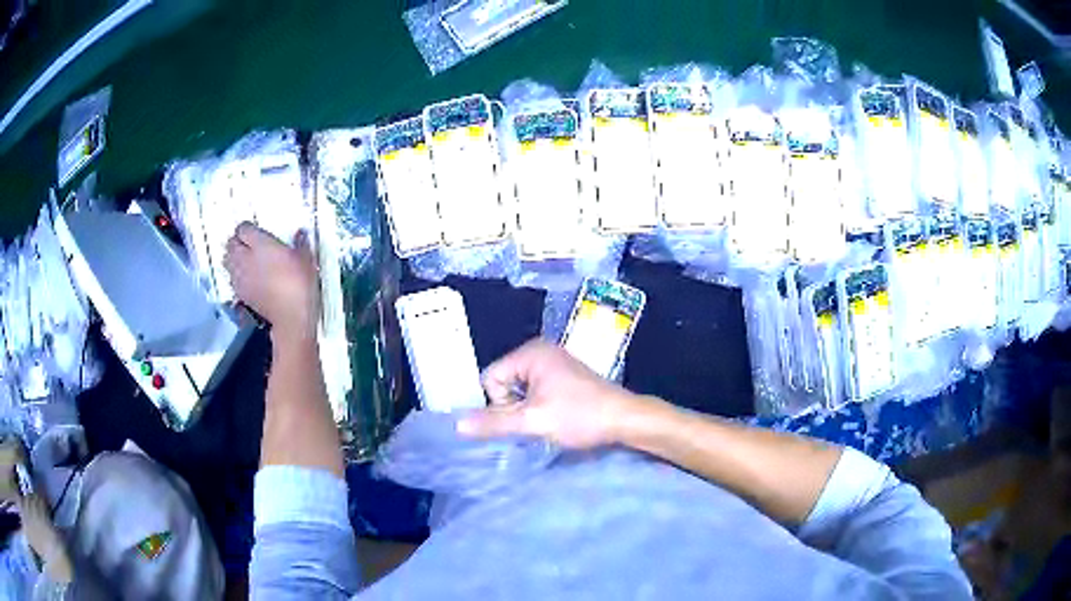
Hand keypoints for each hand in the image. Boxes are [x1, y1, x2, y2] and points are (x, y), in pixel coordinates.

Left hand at [223, 222, 319, 339]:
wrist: (291, 316)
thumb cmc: (299, 285)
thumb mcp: (305, 260)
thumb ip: (300, 244)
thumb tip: (300, 234)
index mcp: (261, 244)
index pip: (243, 228)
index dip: (248, 228)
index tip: (255, 231)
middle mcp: (246, 258)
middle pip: (231, 244)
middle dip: (236, 242)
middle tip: (246, 243)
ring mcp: (241, 277)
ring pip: (227, 261)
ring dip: (232, 258)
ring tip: (242, 258)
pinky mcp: (241, 293)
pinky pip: (232, 278)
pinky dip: (235, 275)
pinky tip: (245, 277)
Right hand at [457, 339, 645, 449]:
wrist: (625, 420)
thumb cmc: (580, 416)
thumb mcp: (533, 421)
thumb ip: (494, 423)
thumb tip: (457, 425)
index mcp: (530, 352)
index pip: (490, 378)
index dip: (500, 404)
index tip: (524, 417)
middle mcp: (539, 351)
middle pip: (503, 383)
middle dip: (513, 407)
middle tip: (537, 421)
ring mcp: (553, 363)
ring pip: (519, 390)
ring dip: (526, 409)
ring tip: (548, 420)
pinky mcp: (564, 376)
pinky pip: (534, 391)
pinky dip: (538, 406)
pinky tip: (555, 417)